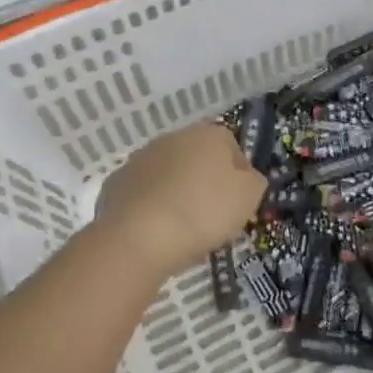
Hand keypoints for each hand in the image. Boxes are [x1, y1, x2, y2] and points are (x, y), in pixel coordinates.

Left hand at [95, 122, 265, 276]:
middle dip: (205, 180)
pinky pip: (143, 192)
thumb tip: (247, 177)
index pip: (232, 147)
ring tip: (182, 226)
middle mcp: (174, 137)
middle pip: (198, 157)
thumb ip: (255, 181)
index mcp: (209, 134)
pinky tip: (155, 230)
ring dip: (176, 191)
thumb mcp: (249, 198)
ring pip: (169, 173)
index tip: (238, 203)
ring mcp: (141, 158)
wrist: (139, 238)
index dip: (239, 175)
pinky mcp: (117, 182)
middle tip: (211, 215)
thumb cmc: (203, 212)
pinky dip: (150, 205)